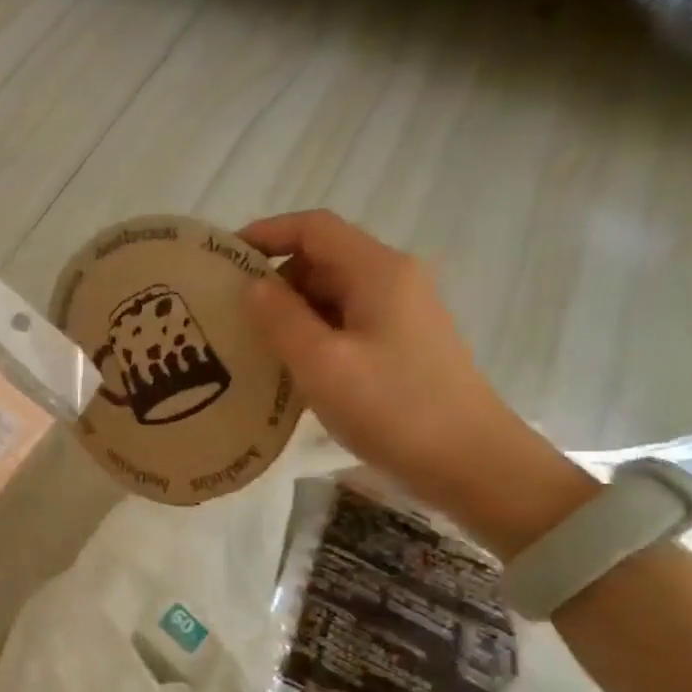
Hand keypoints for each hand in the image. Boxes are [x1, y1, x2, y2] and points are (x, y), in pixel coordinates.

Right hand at [240, 210, 589, 553]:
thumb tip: (252, 286)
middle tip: (228, 312)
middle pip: (322, 259)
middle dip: (273, 278)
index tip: (222, 259)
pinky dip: (311, 334)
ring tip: (248, 342)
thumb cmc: (392, 407)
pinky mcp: (400, 346)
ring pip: (331, 295)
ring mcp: (400, 314)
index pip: (314, 228)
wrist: (469, 462)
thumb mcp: (322, 363)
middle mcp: (393, 281)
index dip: (266, 233)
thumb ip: (281, 318)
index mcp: (378, 271)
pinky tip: (287, 367)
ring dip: (289, 311)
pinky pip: (344, 324)